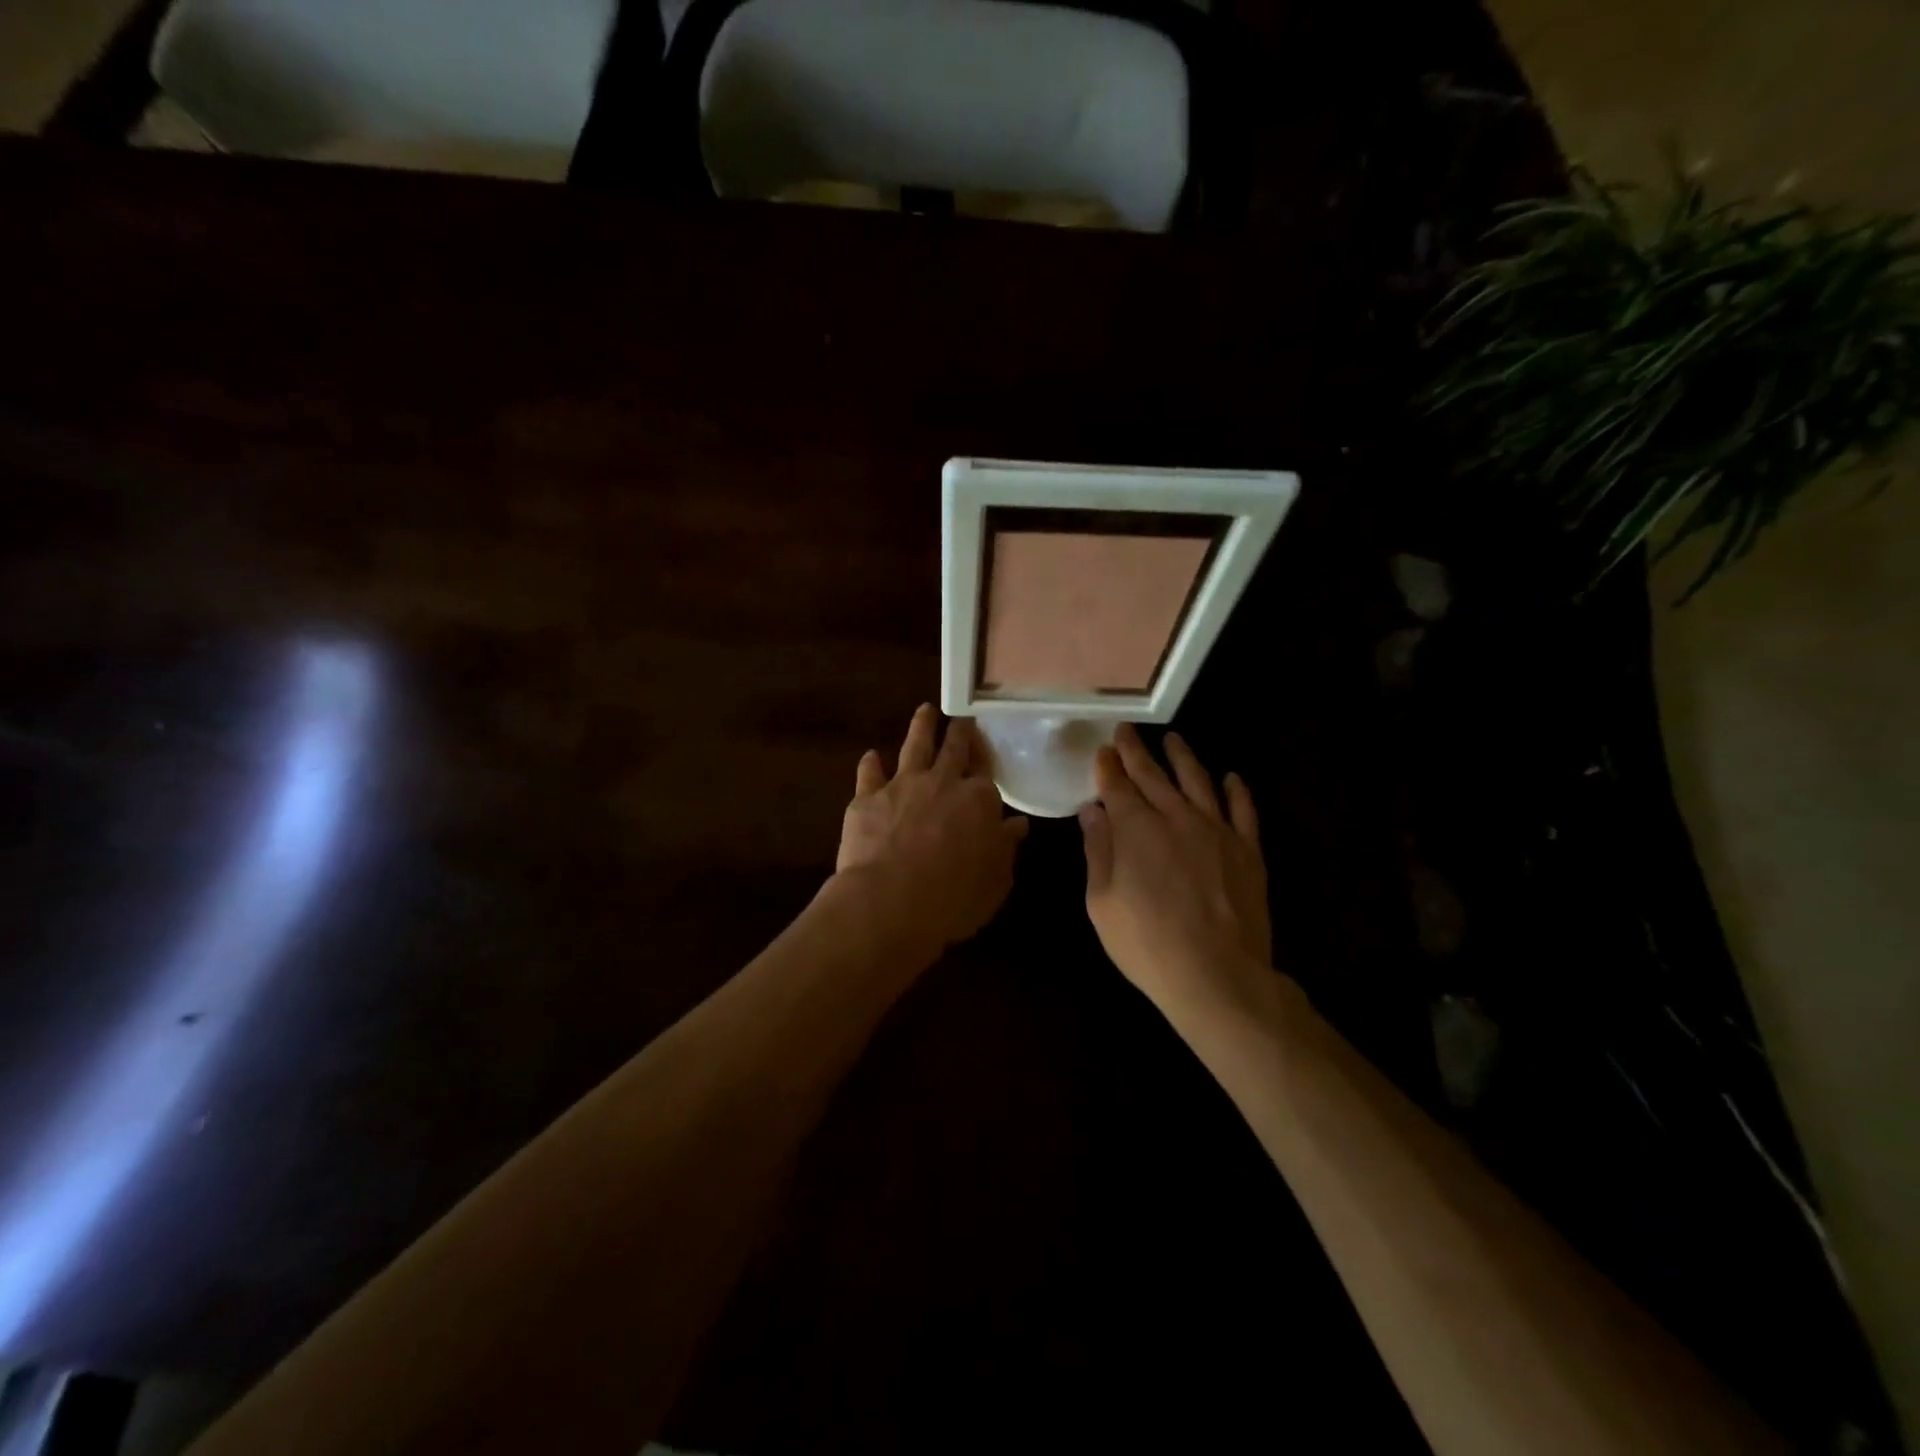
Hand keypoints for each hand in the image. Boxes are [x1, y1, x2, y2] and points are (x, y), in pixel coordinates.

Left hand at [835, 705, 1028, 950]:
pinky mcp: (868, 797)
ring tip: (925, 710)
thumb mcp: (995, 880)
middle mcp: (943, 782)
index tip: (984, 744)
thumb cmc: (954, 898)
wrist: (890, 902)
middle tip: (961, 715)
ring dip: (921, 726)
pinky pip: (869, 772)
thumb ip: (1005, 847)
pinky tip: (870, 756)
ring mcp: (903, 785)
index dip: (985, 756)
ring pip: (914, 745)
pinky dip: (871, 763)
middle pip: (954, 748)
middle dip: (959, 730)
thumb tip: (1018, 824)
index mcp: (979, 801)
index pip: (986, 771)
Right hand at [1079, 724, 1272, 1017]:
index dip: (1108, 766)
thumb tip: (1091, 811)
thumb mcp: (1102, 902)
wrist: (1216, 975)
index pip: (1118, 786)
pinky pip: (1244, 810)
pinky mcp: (1248, 850)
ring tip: (1174, 740)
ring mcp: (1217, 830)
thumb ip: (1098, 850)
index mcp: (1136, 829)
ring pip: (1199, 781)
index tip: (1102, 750)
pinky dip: (1237, 791)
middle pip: (1154, 776)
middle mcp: (1176, 817)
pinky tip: (1231, 778)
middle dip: (1136, 752)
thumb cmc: (1146, 943)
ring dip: (1183, 758)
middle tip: (1127, 731)